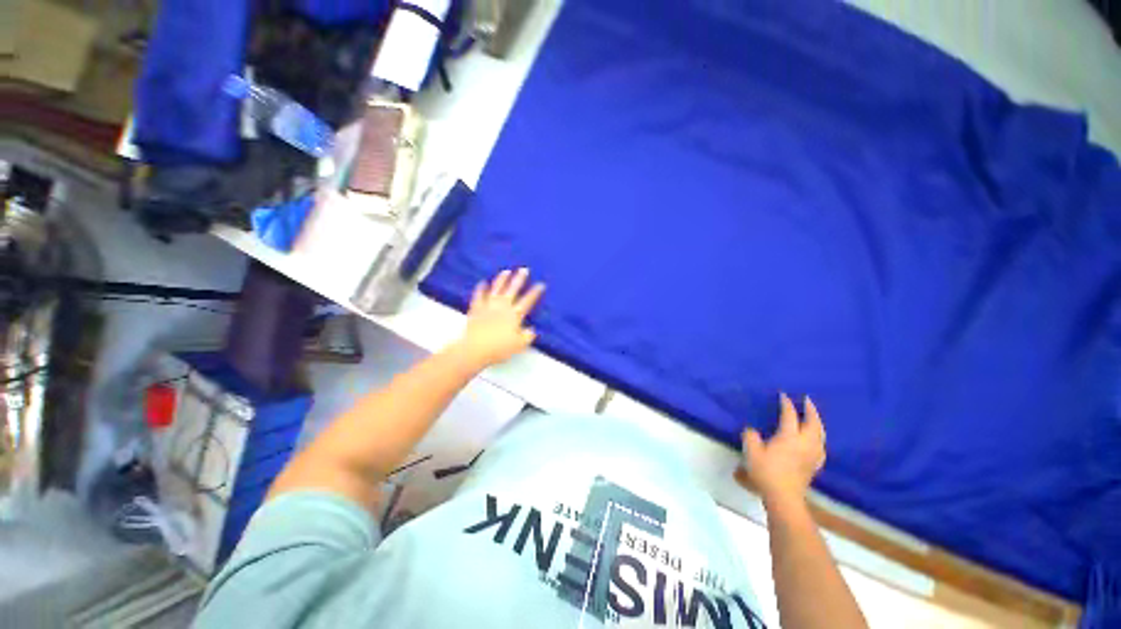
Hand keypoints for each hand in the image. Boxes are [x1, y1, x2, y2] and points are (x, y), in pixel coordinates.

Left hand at [452, 268, 544, 367]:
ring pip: (496, 289)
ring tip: (506, 271)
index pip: (528, 301)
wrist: (475, 349)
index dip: (535, 292)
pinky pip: (479, 296)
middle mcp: (502, 307)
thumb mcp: (519, 345)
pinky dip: (481, 289)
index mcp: (515, 315)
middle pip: (512, 290)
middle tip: (524, 269)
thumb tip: (532, 330)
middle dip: (519, 279)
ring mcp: (488, 306)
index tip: (541, 284)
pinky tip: (482, 283)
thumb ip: (528, 336)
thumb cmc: (499, 348)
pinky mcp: (476, 309)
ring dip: (502, 280)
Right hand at [741, 393, 825, 507]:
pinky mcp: (815, 465)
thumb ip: (751, 436)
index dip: (786, 404)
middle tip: (807, 400)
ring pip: (820, 434)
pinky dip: (820, 438)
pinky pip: (821, 446)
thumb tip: (752, 430)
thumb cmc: (766, 471)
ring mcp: (812, 454)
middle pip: (812, 423)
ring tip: (813, 417)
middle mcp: (805, 442)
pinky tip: (817, 440)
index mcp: (789, 436)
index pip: (789, 415)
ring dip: (817, 423)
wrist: (783, 496)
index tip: (783, 395)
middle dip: (810, 410)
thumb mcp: (751, 451)